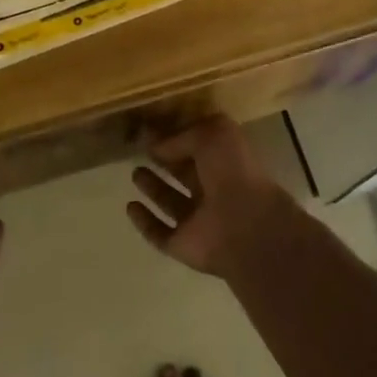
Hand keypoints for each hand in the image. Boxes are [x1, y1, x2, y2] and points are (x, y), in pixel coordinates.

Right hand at [128, 117, 293, 276]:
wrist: (246, 226)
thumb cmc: (233, 172)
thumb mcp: (212, 135)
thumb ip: (182, 136)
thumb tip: (157, 146)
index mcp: (225, 163)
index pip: (197, 148)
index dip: (176, 138)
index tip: (150, 132)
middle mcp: (213, 190)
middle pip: (184, 174)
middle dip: (164, 163)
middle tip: (139, 151)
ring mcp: (197, 220)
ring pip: (171, 202)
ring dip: (153, 189)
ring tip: (135, 173)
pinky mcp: (182, 244)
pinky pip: (159, 232)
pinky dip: (144, 221)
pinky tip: (130, 206)